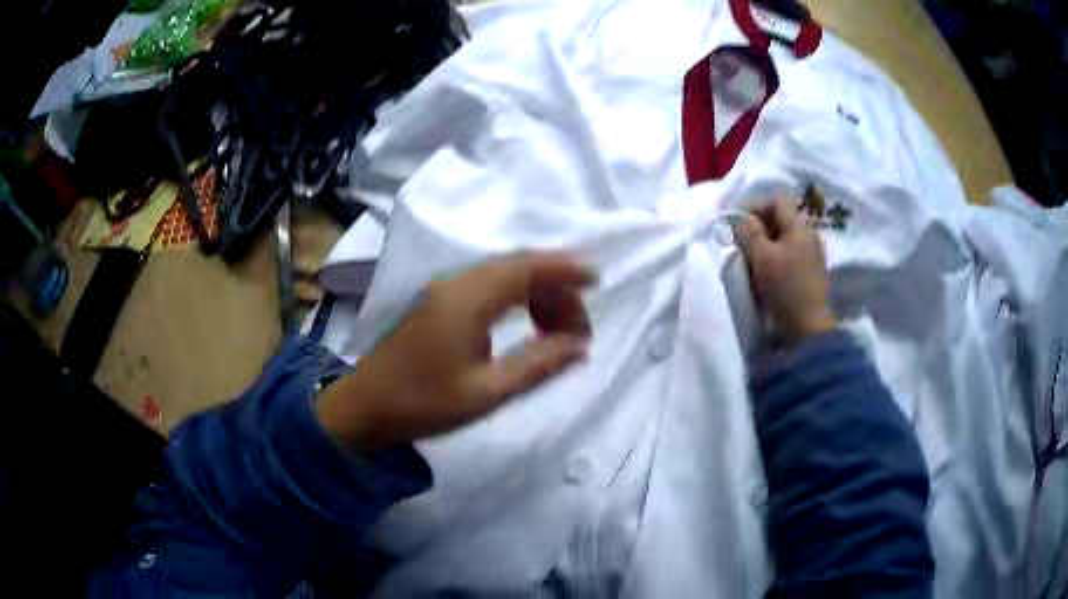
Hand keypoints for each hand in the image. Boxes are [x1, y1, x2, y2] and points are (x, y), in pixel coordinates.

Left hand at [315, 252, 594, 449]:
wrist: (364, 408)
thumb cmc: (423, 403)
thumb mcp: (486, 393)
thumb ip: (538, 365)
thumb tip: (581, 347)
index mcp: (467, 299)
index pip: (526, 268)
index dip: (564, 270)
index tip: (597, 280)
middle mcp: (456, 284)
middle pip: (518, 268)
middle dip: (556, 289)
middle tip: (579, 330)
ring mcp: (444, 291)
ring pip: (503, 276)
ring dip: (536, 294)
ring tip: (557, 333)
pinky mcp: (438, 303)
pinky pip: (487, 287)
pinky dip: (515, 299)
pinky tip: (526, 326)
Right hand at [738, 198, 836, 343]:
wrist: (809, 328)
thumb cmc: (785, 287)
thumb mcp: (762, 257)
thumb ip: (750, 232)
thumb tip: (743, 218)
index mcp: (799, 225)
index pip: (777, 200)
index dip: (756, 206)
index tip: (739, 223)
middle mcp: (809, 234)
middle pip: (781, 218)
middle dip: (760, 226)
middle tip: (743, 242)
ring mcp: (812, 254)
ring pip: (785, 237)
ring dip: (766, 243)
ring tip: (752, 259)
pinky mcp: (811, 271)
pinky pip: (790, 254)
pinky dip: (776, 257)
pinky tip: (767, 273)